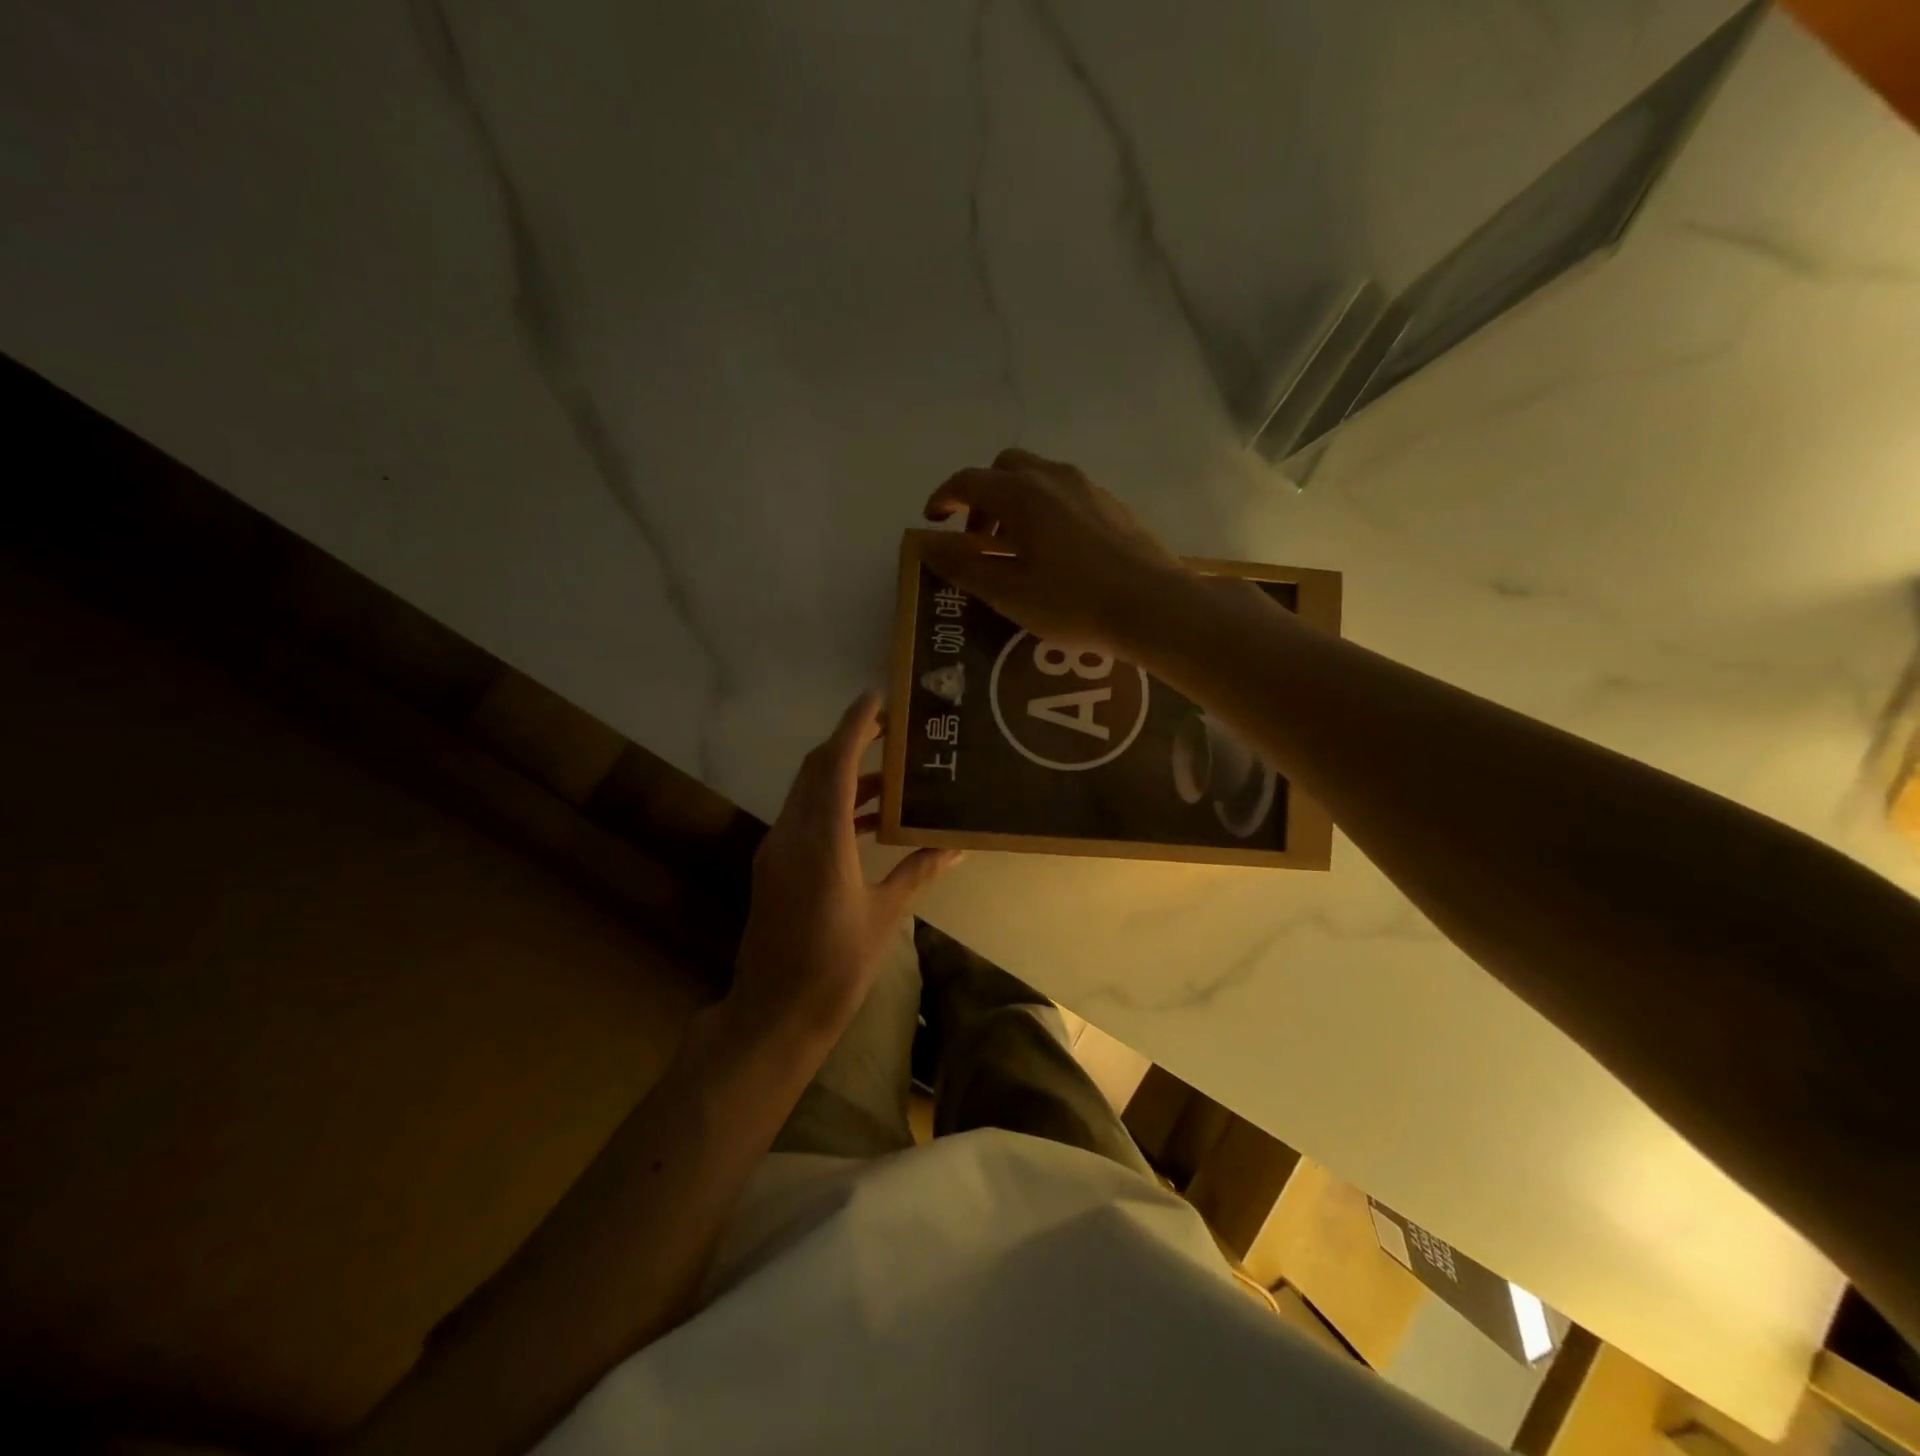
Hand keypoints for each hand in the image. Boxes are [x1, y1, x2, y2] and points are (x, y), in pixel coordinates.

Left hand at [729, 692, 959, 1047]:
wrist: (774, 1013)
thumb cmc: (835, 966)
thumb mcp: (884, 916)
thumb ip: (918, 872)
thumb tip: (956, 848)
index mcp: (821, 840)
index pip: (836, 765)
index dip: (855, 727)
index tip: (877, 698)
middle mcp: (792, 833)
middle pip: (817, 769)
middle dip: (850, 742)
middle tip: (891, 727)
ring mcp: (778, 849)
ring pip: (809, 793)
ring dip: (844, 776)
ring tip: (891, 774)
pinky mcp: (775, 866)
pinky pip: (805, 817)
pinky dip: (835, 805)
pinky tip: (869, 820)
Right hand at [921, 448, 1193, 657]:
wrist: (1154, 607)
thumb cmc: (1072, 603)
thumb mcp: (1008, 592)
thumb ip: (963, 565)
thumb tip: (926, 542)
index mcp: (1021, 494)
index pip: (968, 482)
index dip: (943, 499)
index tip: (932, 522)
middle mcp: (1054, 478)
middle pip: (1005, 469)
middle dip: (982, 498)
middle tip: (978, 540)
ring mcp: (1089, 488)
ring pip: (1038, 480)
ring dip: (1015, 506)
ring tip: (1016, 552)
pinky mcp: (1113, 506)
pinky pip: (1066, 496)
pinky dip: (1045, 513)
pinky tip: (1056, 555)